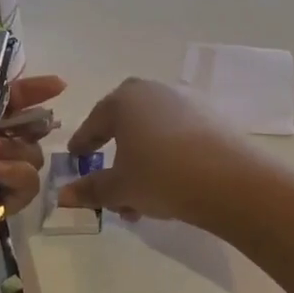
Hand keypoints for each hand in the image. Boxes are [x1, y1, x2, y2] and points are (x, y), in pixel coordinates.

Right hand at [58, 78, 252, 225]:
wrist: (229, 180)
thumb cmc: (161, 176)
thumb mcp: (120, 188)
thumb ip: (91, 189)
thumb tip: (64, 194)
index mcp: (125, 100)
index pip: (96, 121)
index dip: (83, 142)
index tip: (76, 158)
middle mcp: (155, 92)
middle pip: (127, 123)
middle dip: (116, 152)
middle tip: (108, 177)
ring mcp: (188, 102)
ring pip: (154, 134)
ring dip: (142, 162)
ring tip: (139, 200)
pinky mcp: (213, 118)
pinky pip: (179, 137)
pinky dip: (167, 158)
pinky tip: (169, 187)